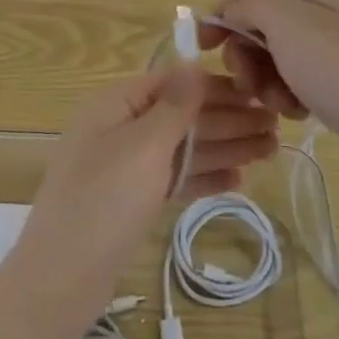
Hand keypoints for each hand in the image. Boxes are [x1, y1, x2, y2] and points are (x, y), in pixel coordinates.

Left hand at [5, 65, 278, 330]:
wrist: (62, 276)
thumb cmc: (104, 200)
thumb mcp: (143, 145)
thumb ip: (173, 106)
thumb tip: (192, 62)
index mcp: (116, 103)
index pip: (173, 83)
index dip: (217, 87)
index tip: (259, 93)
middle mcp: (120, 127)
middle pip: (182, 116)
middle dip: (228, 120)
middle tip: (276, 127)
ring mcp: (125, 165)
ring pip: (182, 149)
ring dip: (224, 148)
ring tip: (270, 151)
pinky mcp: (131, 199)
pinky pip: (173, 178)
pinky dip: (203, 177)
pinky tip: (239, 181)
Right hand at [202, 0, 338, 182]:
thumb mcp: (287, 24)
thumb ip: (250, 6)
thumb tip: (234, 12)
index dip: (224, 13)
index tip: (202, 47)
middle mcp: (331, 10)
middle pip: (266, 24)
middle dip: (248, 55)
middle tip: (246, 84)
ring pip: (280, 57)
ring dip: (268, 80)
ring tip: (281, 105)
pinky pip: (303, 80)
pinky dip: (292, 95)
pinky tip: (300, 114)